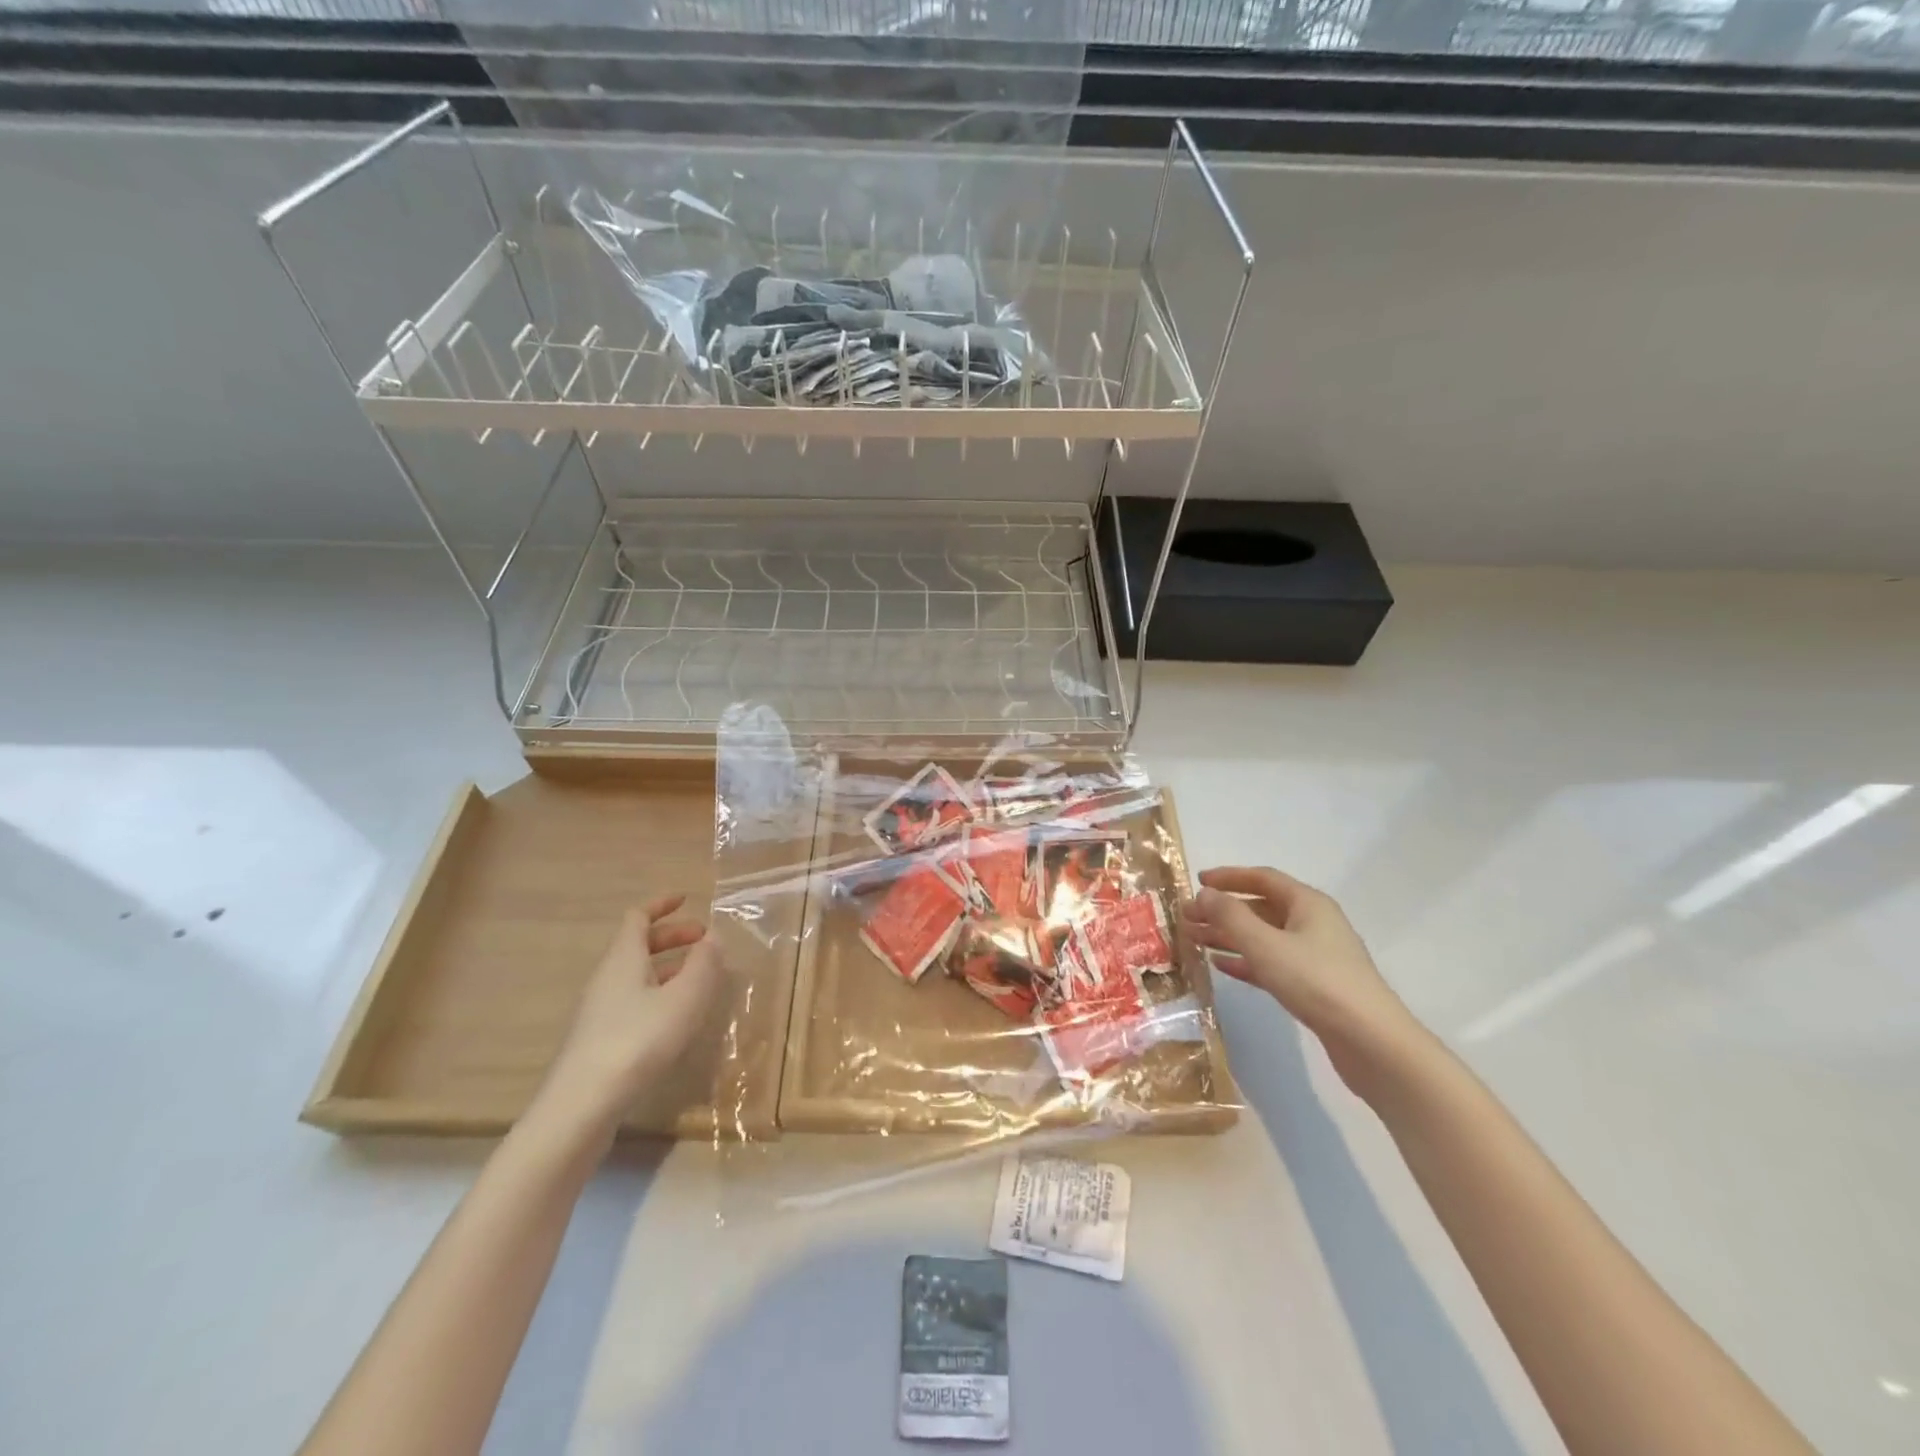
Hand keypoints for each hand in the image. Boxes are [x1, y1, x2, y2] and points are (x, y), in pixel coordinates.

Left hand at [534, 893, 726, 1136]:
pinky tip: (677, 1017)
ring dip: (669, 968)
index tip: (687, 899)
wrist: (581, 1107)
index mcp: (624, 959)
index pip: (638, 917)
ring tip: (700, 979)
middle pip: (638, 945)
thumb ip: (704, 965)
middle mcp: (607, 978)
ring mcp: (600, 1011)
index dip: (661, 905)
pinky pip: (634, 1001)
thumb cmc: (638, 1041)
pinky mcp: (600, 1041)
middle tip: (705, 941)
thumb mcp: (684, 999)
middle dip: (673, 937)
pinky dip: (660, 994)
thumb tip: (713, 939)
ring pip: (637, 975)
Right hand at [1183, 866, 1423, 1094]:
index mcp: (1308, 903)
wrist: (1371, 1042)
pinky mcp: (1314, 985)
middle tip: (1187, 917)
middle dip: (1223, 910)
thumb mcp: (1265, 944)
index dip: (1229, 877)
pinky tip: (1221, 966)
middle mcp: (1313, 923)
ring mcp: (1316, 956)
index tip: (1197, 881)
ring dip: (1229, 936)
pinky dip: (1246, 961)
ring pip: (1264, 937)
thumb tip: (1204, 893)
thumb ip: (1230, 916)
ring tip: (1195, 941)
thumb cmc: (1316, 981)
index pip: (1263, 878)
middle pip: (1261, 908)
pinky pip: (1272, 963)